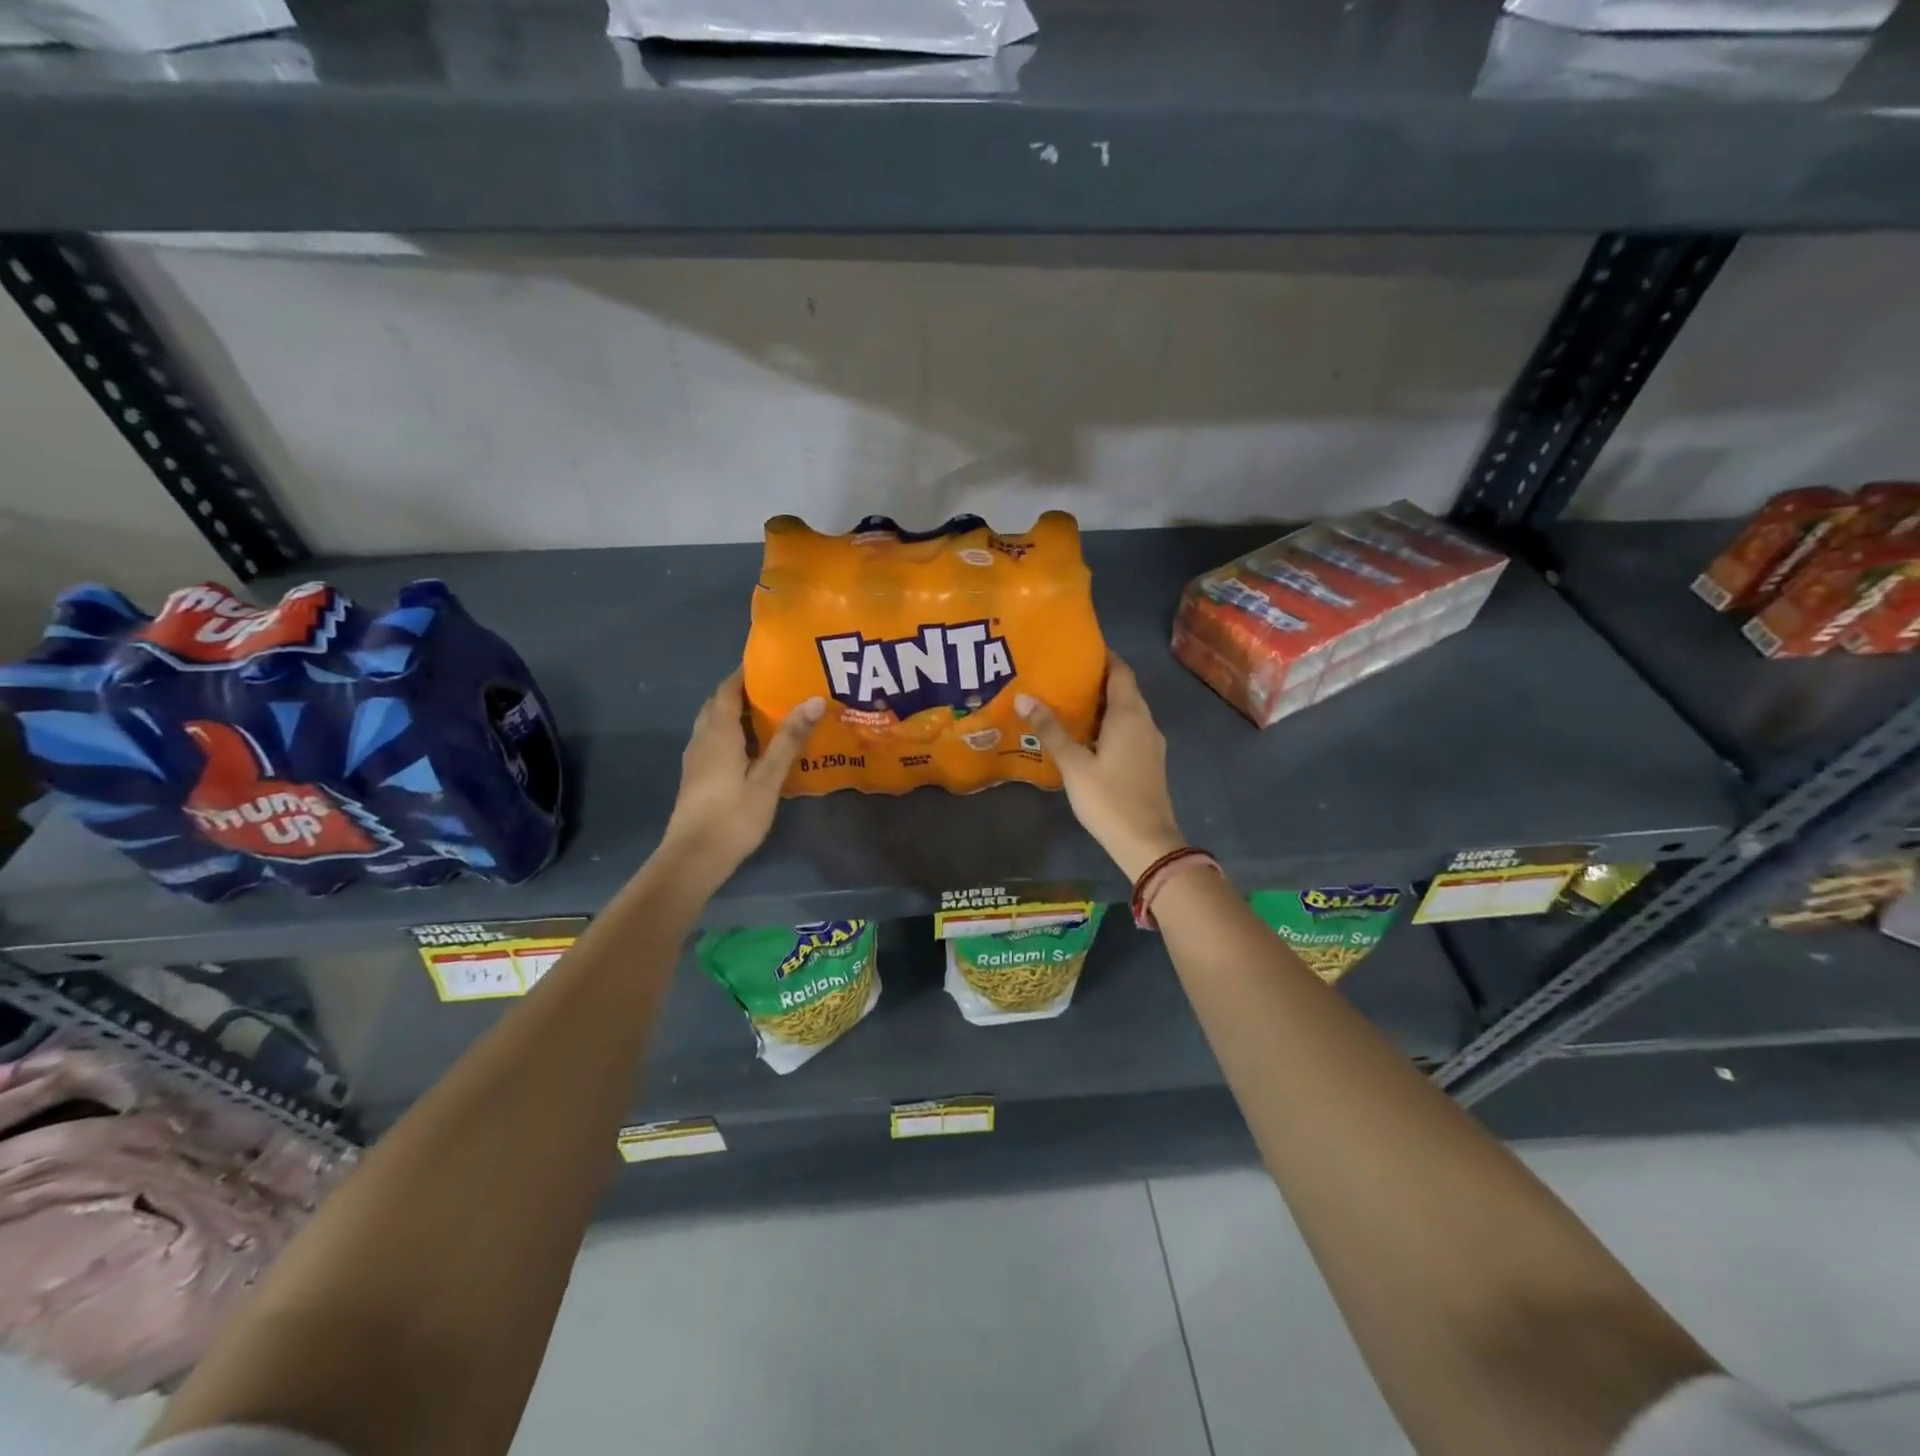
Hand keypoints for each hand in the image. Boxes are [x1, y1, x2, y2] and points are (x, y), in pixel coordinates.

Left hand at [661, 669, 822, 884]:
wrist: (693, 859)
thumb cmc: (733, 816)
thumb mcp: (768, 778)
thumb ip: (789, 739)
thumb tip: (813, 699)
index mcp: (718, 733)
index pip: (727, 690)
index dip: (744, 674)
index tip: (770, 663)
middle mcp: (701, 740)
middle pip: (717, 705)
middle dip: (741, 692)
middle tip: (775, 688)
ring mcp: (695, 760)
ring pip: (713, 725)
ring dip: (735, 714)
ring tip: (769, 714)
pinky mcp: (696, 778)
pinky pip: (713, 743)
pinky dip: (732, 734)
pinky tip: (753, 748)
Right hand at [1017, 652, 1186, 881]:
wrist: (1146, 842)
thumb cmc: (1109, 798)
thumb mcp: (1074, 764)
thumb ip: (1051, 730)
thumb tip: (1024, 697)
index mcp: (1129, 715)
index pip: (1120, 672)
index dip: (1104, 657)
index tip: (1078, 650)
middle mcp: (1145, 722)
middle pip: (1124, 690)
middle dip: (1098, 680)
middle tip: (1064, 676)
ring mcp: (1150, 744)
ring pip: (1127, 712)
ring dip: (1103, 705)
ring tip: (1069, 703)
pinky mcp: (1149, 762)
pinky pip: (1129, 731)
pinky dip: (1110, 725)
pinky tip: (1086, 736)